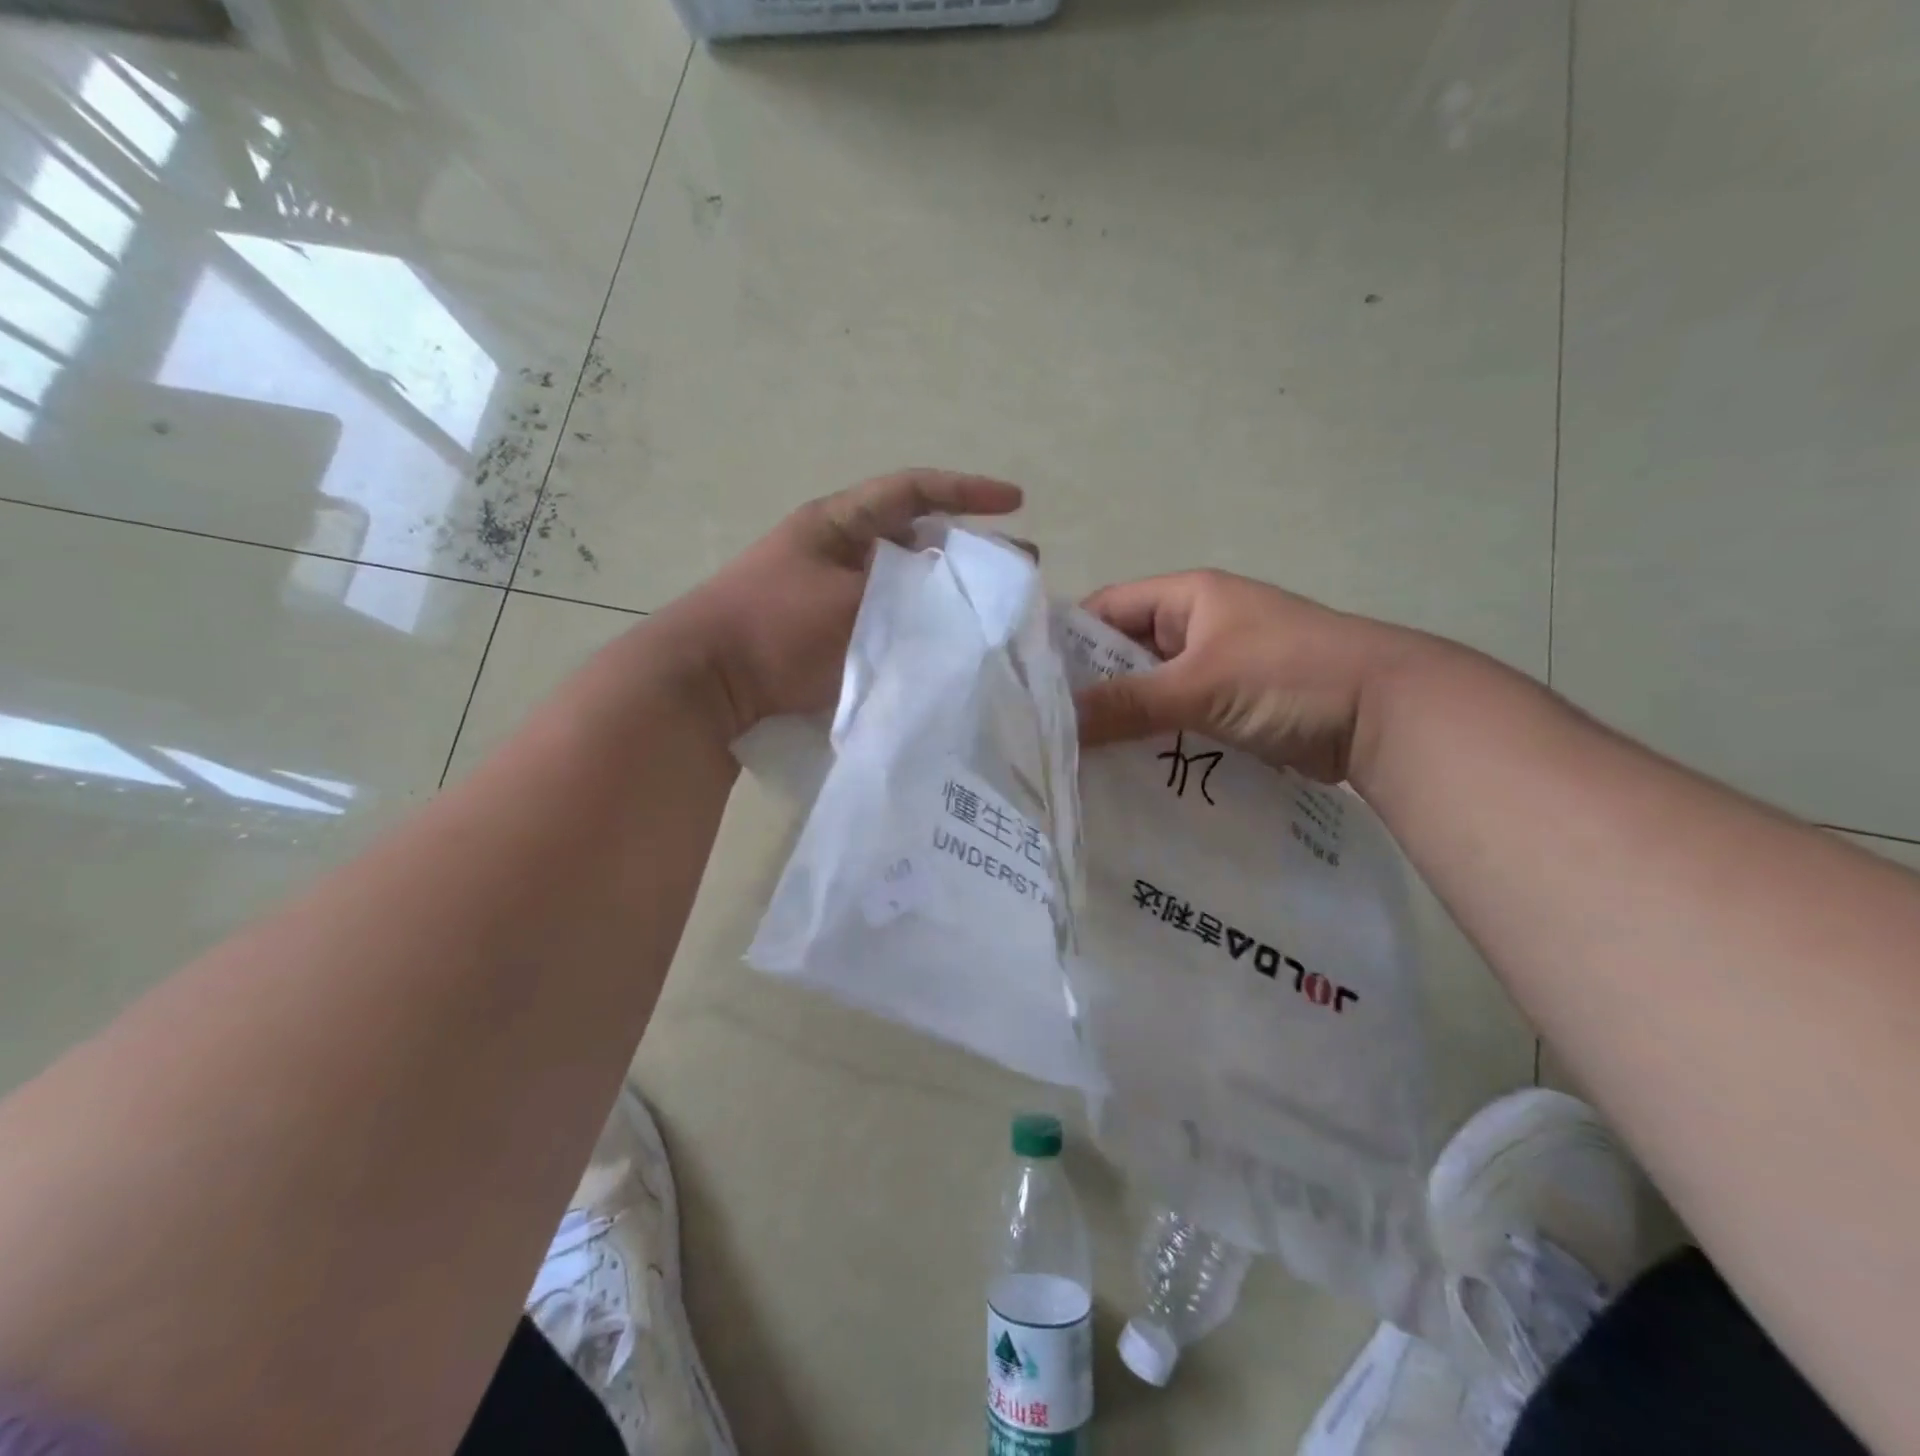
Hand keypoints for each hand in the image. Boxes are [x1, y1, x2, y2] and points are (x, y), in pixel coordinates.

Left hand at [670, 469, 1023, 737]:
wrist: (708, 679)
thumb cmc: (774, 627)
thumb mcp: (848, 603)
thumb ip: (908, 598)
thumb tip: (959, 604)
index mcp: (840, 522)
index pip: (914, 491)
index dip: (967, 491)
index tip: (1015, 502)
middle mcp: (841, 549)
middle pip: (918, 538)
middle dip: (968, 551)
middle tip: (1015, 570)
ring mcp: (837, 591)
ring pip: (909, 583)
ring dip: (948, 592)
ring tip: (990, 612)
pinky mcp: (834, 631)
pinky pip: (891, 618)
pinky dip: (922, 624)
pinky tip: (950, 644)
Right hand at [1074, 570, 1428, 784]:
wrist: (1388, 714)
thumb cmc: (1289, 675)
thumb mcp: (1200, 684)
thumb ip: (1126, 703)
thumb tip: (1056, 724)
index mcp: (1187, 597)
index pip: (1105, 610)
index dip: (1066, 642)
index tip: (1029, 687)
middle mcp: (1197, 626)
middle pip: (1124, 655)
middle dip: (1090, 690)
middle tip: (1045, 731)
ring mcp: (1216, 669)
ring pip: (1150, 692)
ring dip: (1122, 720)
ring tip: (1073, 757)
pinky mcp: (1232, 708)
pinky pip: (1177, 720)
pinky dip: (1153, 740)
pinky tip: (1122, 770)